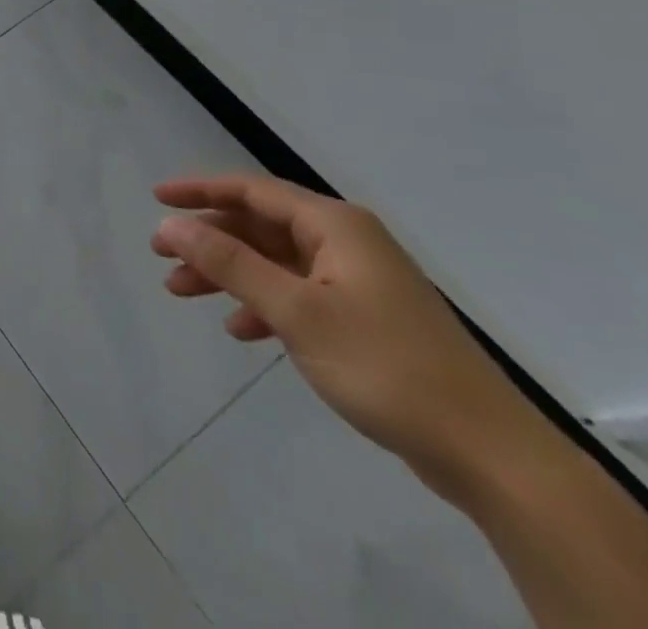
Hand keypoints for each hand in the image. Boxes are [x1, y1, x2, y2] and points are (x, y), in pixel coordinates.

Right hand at [151, 175, 535, 496]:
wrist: (491, 457)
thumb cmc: (386, 367)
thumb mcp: (296, 311)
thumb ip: (229, 263)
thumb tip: (170, 225)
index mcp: (335, 226)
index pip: (251, 190)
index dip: (199, 190)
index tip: (156, 199)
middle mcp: (346, 242)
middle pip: (259, 226)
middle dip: (208, 239)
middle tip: (160, 255)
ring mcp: (358, 282)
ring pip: (273, 262)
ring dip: (228, 274)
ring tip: (181, 291)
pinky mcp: (365, 319)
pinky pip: (297, 295)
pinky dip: (262, 305)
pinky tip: (240, 330)